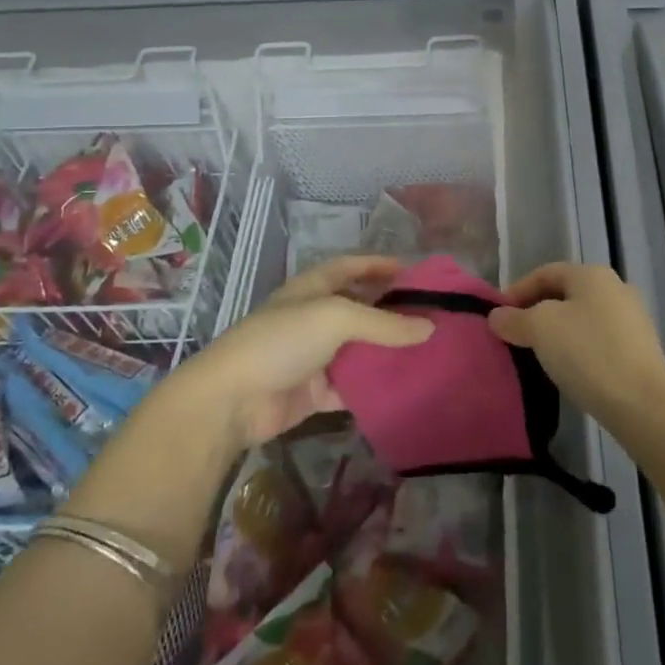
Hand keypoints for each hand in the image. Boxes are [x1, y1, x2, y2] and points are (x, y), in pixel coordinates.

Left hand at [184, 255, 431, 445]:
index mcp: (313, 288)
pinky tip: (404, 386)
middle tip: (432, 315)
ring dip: (387, 350)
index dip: (378, 265)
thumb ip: (384, 323)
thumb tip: (430, 327)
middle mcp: (314, 318)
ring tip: (428, 350)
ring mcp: (314, 356)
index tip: (414, 271)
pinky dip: (374, 386)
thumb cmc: (282, 341)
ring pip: (359, 349)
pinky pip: (352, 386)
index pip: (350, 267)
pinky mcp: (315, 392)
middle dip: (391, 310)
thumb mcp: (336, 318)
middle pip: (359, 308)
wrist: (232, 400)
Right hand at [488, 263, 664, 430]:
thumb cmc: (587, 353)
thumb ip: (515, 319)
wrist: (643, 404)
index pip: (545, 272)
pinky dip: (577, 349)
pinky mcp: (640, 349)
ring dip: (557, 332)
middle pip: (565, 294)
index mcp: (592, 274)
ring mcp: (632, 319)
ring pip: (582, 318)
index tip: (498, 316)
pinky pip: (598, 340)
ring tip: (536, 355)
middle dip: (536, 312)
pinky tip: (567, 370)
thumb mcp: (540, 330)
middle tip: (514, 335)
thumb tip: (497, 317)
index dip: (517, 291)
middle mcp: (616, 288)